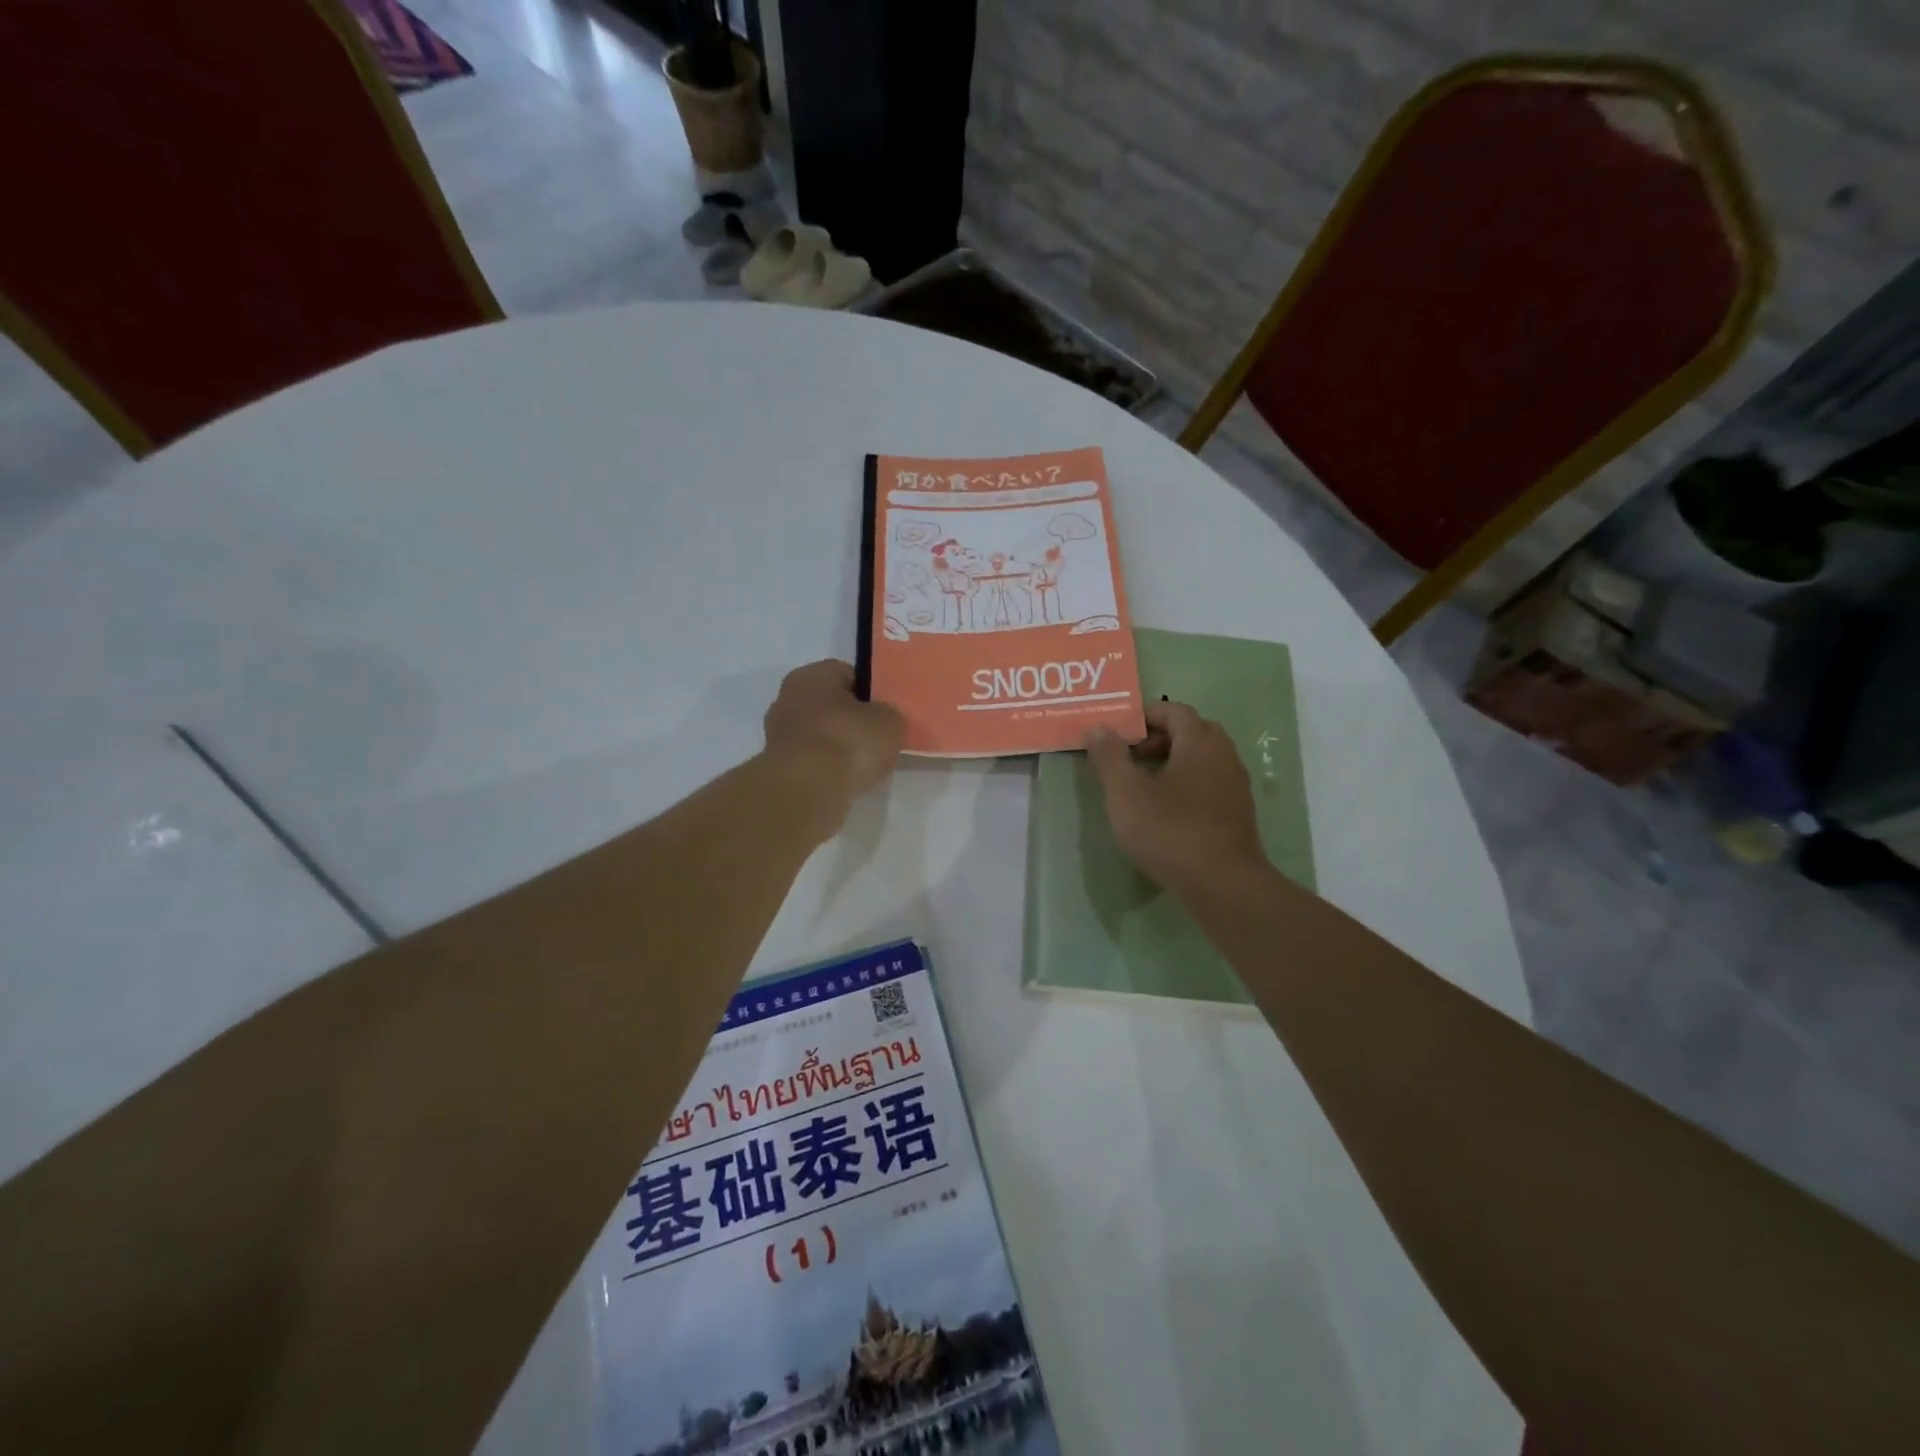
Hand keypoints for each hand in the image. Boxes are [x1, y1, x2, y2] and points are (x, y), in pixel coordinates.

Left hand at [763, 660, 903, 815]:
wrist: (808, 789)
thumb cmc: (848, 741)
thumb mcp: (889, 721)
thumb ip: (888, 714)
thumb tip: (882, 718)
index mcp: (812, 675)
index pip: (845, 673)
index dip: (868, 690)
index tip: (885, 710)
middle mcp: (787, 698)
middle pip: (828, 704)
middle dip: (849, 718)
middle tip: (875, 736)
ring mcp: (778, 734)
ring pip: (817, 733)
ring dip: (835, 745)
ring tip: (862, 763)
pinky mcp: (777, 767)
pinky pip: (810, 760)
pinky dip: (825, 767)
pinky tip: (843, 779)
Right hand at [1084, 702, 1268, 900]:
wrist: (1223, 885)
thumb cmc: (1170, 830)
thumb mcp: (1126, 793)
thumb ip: (1110, 757)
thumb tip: (1098, 727)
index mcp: (1200, 742)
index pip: (1174, 710)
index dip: (1145, 715)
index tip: (1118, 732)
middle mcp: (1224, 756)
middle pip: (1192, 731)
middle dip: (1159, 737)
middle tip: (1130, 756)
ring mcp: (1236, 786)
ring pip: (1203, 759)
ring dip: (1173, 761)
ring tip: (1143, 784)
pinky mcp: (1238, 814)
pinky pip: (1210, 783)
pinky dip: (1187, 784)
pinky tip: (1166, 811)